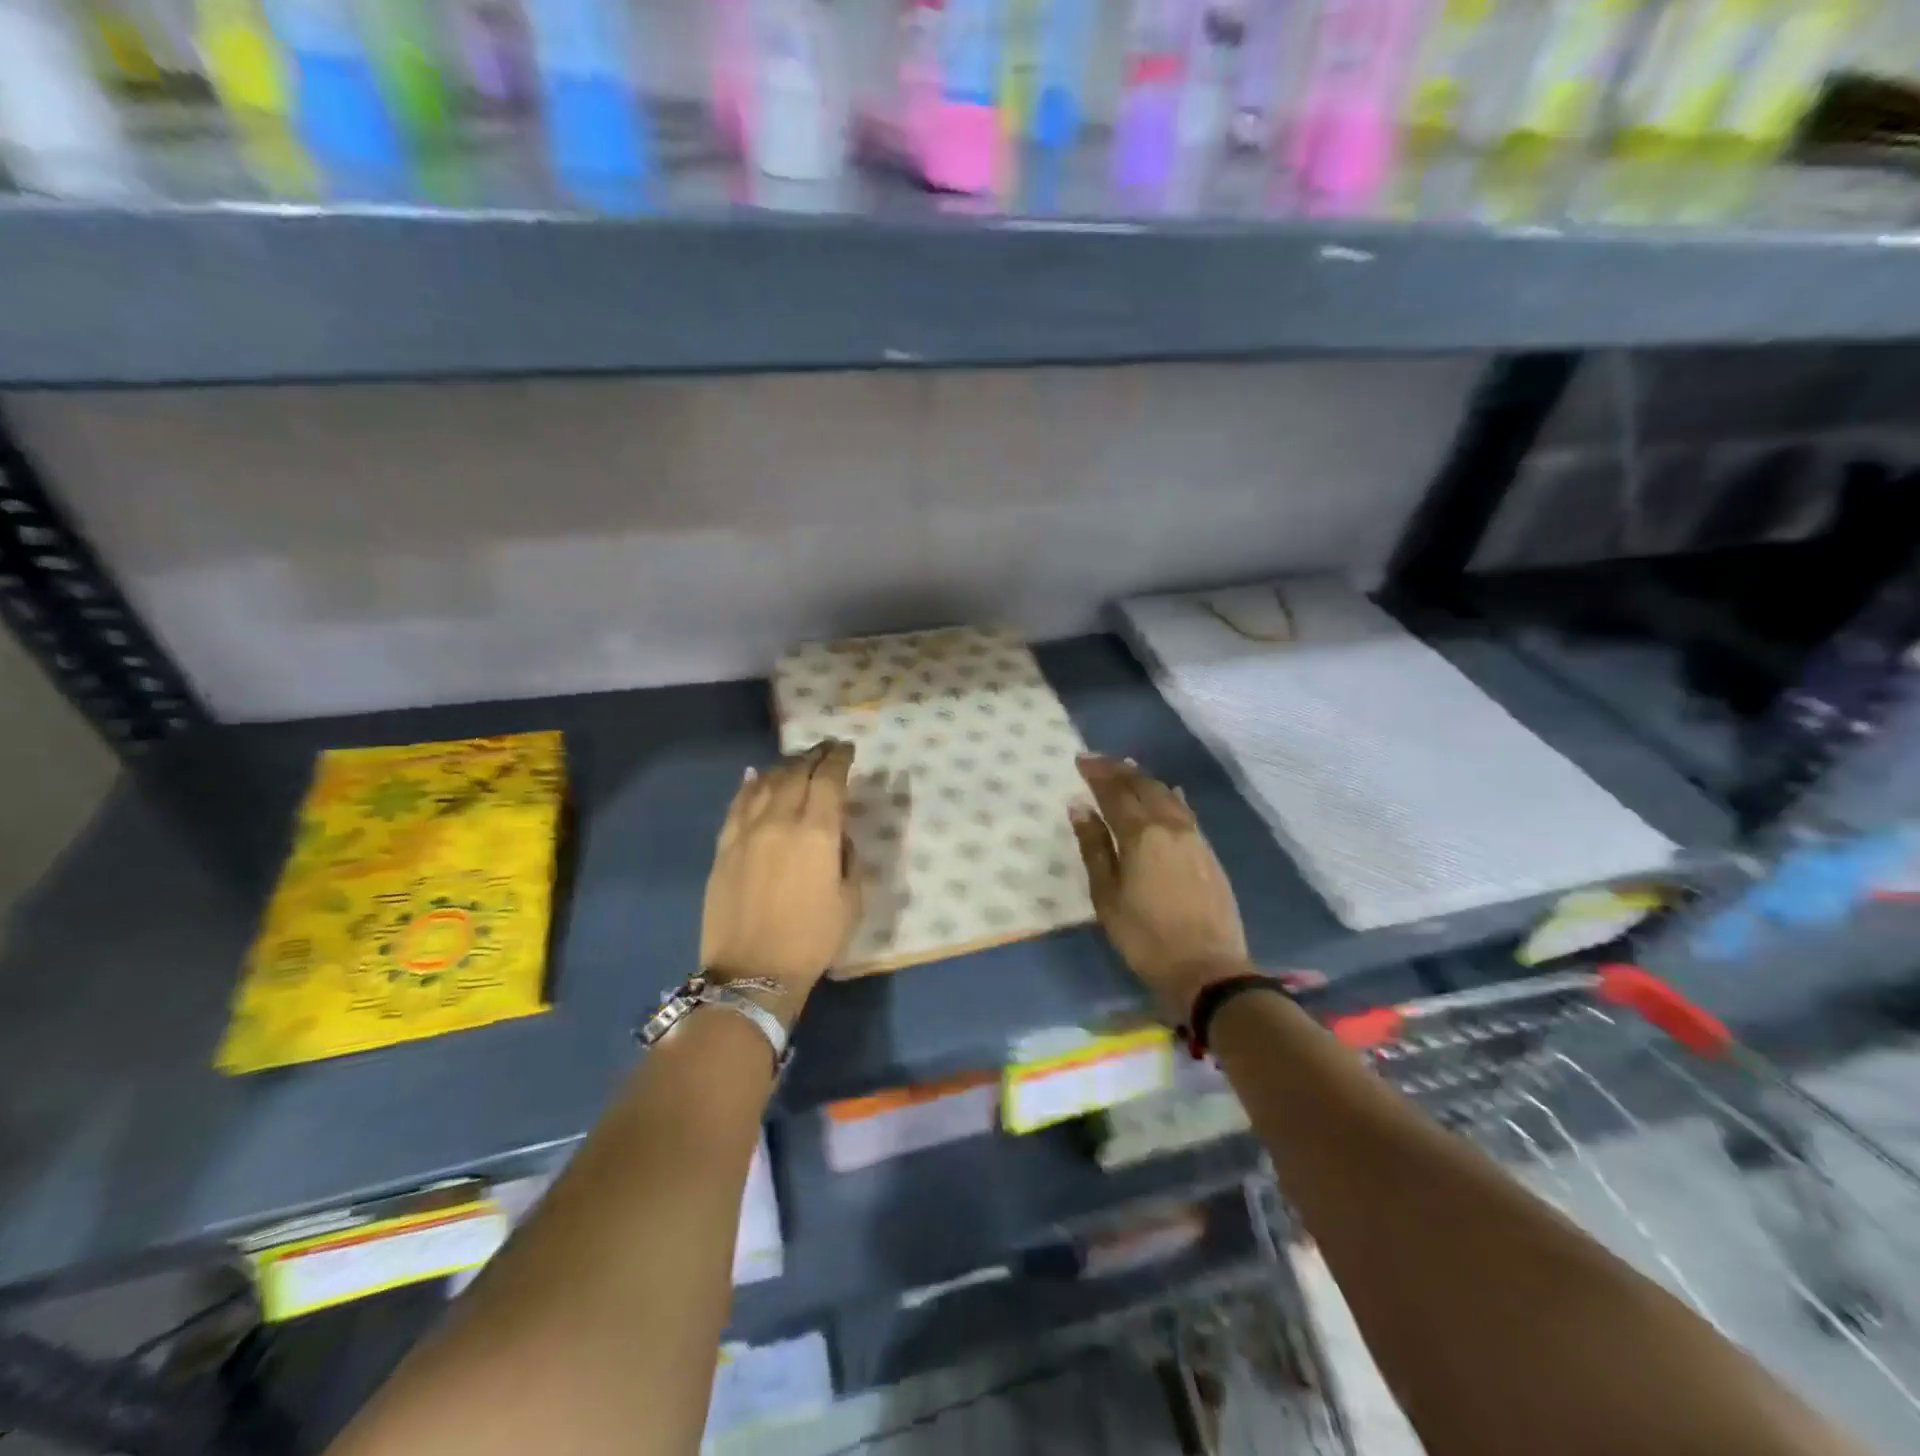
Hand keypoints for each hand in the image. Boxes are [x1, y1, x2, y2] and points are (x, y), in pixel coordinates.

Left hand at [701, 740, 860, 1021]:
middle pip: (797, 773)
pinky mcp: (724, 847)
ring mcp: (747, 832)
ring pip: (765, 783)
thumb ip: (849, 859)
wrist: (752, 973)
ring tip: (796, 763)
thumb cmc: (812, 940)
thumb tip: (837, 836)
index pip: (829, 779)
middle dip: (814, 756)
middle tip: (825, 749)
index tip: (847, 749)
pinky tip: (755, 776)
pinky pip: (737, 805)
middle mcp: (780, 821)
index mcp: (817, 833)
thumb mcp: (851, 901)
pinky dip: (749, 785)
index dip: (839, 759)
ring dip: (784, 767)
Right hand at [1070, 755, 1251, 1022]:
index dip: (1097, 774)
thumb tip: (1080, 808)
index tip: (1081, 759)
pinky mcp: (1208, 852)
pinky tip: (1168, 793)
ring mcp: (1194, 837)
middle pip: (1143, 787)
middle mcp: (1170, 826)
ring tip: (1127, 769)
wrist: (1207, 968)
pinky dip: (1170, 796)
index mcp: (1141, 834)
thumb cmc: (1145, 936)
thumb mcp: (1107, 896)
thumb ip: (1094, 848)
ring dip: (1144, 779)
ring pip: (1167, 795)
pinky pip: (1185, 811)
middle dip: (1119, 770)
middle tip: (1099, 760)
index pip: (1115, 793)